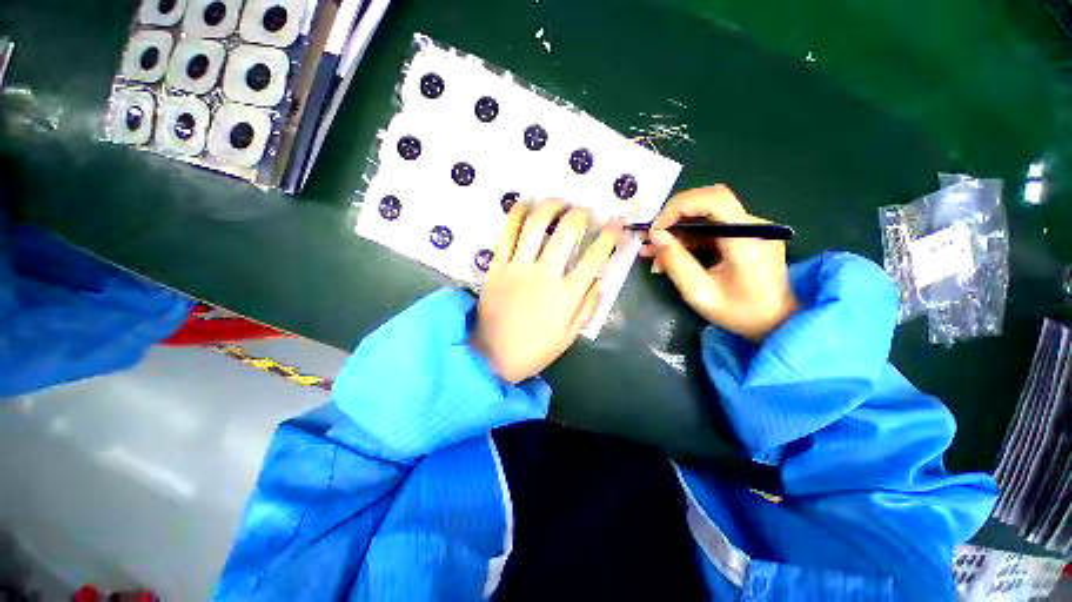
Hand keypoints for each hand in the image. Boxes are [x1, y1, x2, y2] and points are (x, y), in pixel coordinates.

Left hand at [472, 200, 621, 382]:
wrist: (492, 355)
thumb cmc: (535, 349)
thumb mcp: (570, 334)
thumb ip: (588, 305)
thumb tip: (600, 277)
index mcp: (566, 295)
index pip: (595, 256)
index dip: (611, 236)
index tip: (618, 223)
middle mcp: (544, 274)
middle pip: (567, 231)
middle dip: (581, 214)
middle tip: (585, 212)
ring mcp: (518, 267)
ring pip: (535, 224)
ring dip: (551, 206)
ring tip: (559, 203)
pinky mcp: (497, 266)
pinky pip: (507, 233)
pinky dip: (517, 213)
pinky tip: (526, 205)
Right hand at [639, 185, 798, 340]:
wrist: (777, 323)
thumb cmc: (739, 313)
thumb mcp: (699, 293)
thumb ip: (676, 262)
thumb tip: (655, 236)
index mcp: (747, 238)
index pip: (714, 199)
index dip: (679, 206)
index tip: (656, 229)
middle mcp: (753, 225)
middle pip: (708, 202)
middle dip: (673, 217)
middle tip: (650, 239)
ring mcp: (751, 229)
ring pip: (706, 215)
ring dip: (676, 230)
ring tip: (652, 251)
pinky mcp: (746, 235)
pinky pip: (711, 228)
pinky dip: (688, 238)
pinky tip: (670, 255)